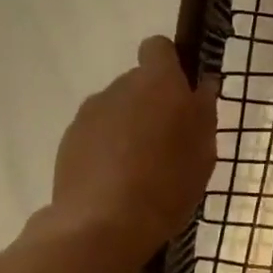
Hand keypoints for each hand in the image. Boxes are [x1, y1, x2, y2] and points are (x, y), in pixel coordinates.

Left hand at [44, 36, 218, 272]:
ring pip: (116, 109)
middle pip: (138, 82)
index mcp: (157, 81)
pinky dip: (106, 148)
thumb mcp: (204, 151)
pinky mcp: (68, 141)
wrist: (102, 226)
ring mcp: (89, 113)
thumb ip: (203, 111)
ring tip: (140, 168)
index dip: (170, 63)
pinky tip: (116, 182)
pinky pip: (96, 134)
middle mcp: (120, 86)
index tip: (182, 92)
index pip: (158, 47)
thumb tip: (202, 85)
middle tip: (168, 140)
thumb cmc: (167, 182)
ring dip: (128, 126)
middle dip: (152, 103)